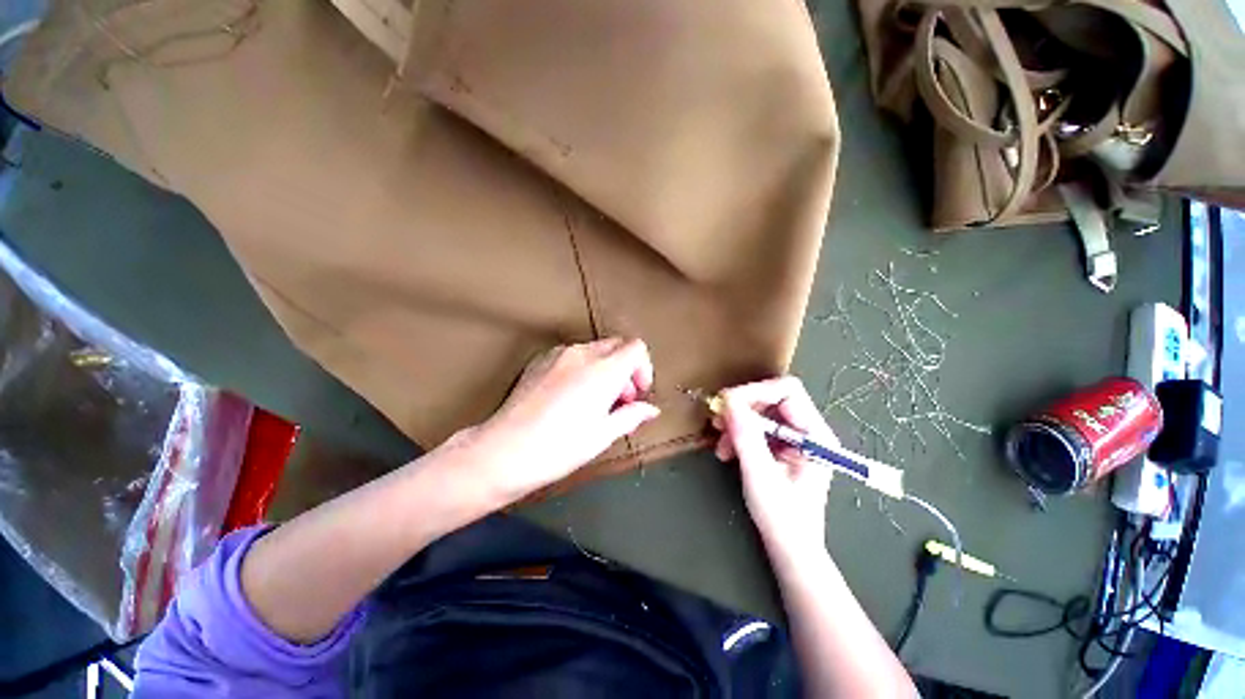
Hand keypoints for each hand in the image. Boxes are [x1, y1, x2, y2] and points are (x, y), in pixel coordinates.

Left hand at [446, 338, 660, 505]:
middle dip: (625, 369)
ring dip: (604, 368)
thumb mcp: (602, 435)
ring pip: (594, 349)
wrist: (504, 451)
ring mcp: (558, 354)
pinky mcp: (540, 360)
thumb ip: (631, 416)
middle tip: (619, 400)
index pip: (636, 348)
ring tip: (594, 400)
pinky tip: (571, 396)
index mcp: (603, 370)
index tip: (637, 394)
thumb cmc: (559, 447)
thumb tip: (650, 409)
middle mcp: (582, 354)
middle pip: (617, 345)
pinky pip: (572, 355)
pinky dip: (583, 368)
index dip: (643, 368)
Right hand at [714, 377, 834, 557]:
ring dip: (736, 422)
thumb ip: (746, 436)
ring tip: (720, 442)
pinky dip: (737, 434)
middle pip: (771, 398)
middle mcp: (806, 430)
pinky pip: (756, 427)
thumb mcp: (760, 475)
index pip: (787, 391)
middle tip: (717, 419)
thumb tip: (728, 402)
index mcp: (815, 434)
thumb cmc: (783, 518)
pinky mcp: (779, 447)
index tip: (727, 403)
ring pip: (760, 412)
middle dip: (742, 407)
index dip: (756, 391)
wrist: (790, 550)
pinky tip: (726, 450)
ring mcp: (793, 439)